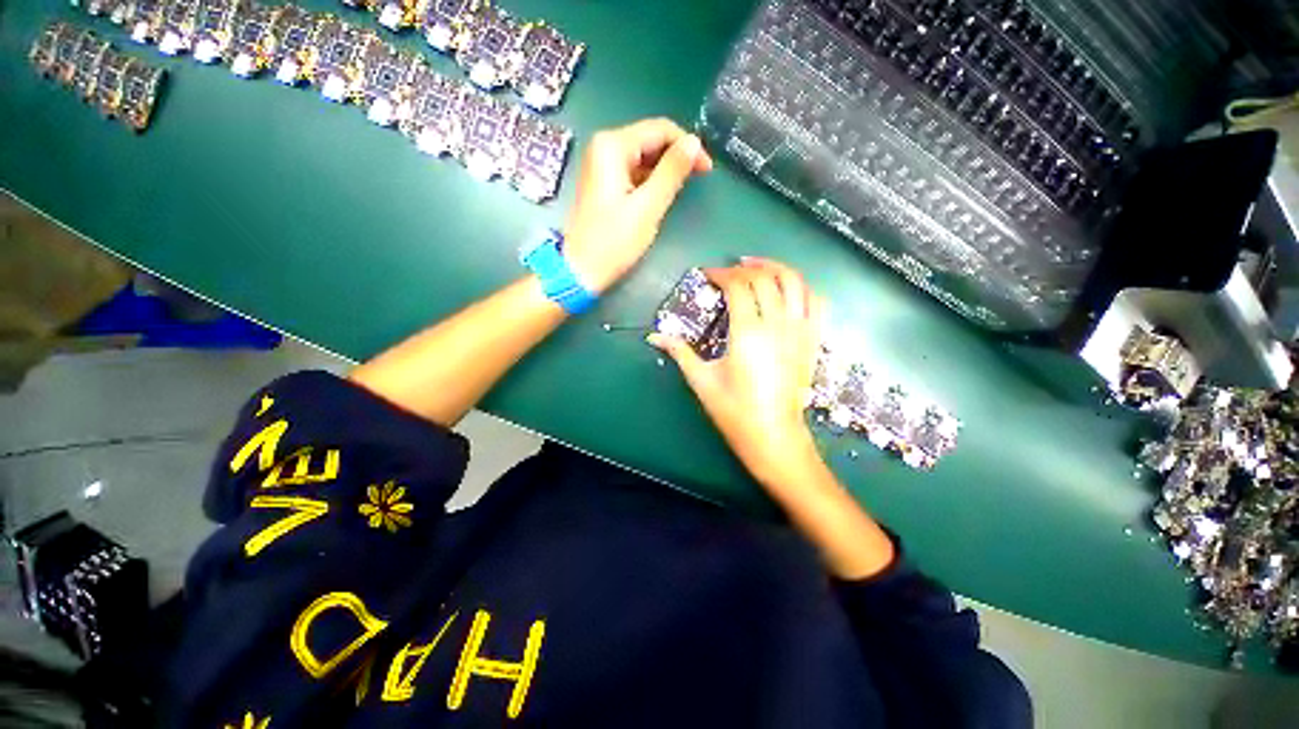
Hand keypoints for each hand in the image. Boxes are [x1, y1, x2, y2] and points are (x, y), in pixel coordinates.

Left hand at [563, 118, 712, 293]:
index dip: (688, 145)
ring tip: (681, 191)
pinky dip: (650, 180)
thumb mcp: (648, 207)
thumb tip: (694, 143)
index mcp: (612, 146)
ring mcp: (600, 165)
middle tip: (698, 179)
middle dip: (676, 157)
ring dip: (665, 170)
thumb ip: (672, 172)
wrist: (582, 270)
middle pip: (650, 140)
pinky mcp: (603, 183)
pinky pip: (633, 171)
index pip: (660, 129)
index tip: (707, 169)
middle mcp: (603, 147)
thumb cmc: (614, 241)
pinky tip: (660, 195)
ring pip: (642, 156)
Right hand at [650, 258, 827, 487]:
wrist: (774, 436)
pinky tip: (789, 289)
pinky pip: (817, 302)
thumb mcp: (702, 381)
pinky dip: (803, 288)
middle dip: (744, 269)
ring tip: (758, 267)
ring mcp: (800, 331)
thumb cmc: (735, 411)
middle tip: (727, 272)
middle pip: (764, 279)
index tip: (707, 275)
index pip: (738, 287)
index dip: (721, 275)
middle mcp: (778, 325)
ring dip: (776, 268)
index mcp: (748, 333)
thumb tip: (654, 336)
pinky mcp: (813, 341)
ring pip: (795, 283)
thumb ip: (680, 352)